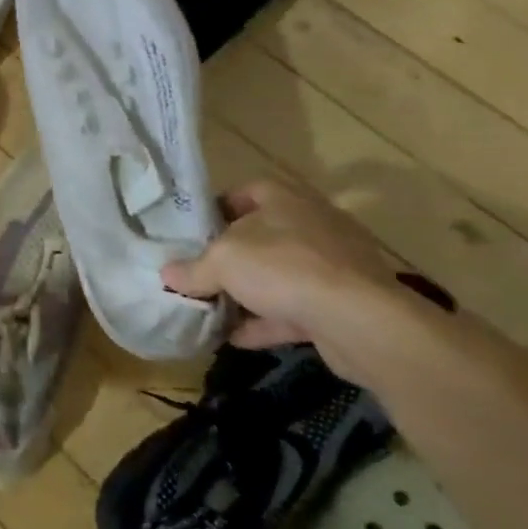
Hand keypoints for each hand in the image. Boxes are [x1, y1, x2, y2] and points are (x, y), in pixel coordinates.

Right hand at [161, 179, 397, 351]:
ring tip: (213, 309)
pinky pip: (294, 309)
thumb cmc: (284, 268)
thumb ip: (192, 268)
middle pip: (263, 234)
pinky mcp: (342, 304)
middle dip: (231, 255)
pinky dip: (266, 322)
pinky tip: (236, 338)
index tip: (194, 230)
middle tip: (199, 270)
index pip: (248, 190)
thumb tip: (168, 275)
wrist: (359, 321)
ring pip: (280, 275)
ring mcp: (332, 266)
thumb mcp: (222, 262)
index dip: (219, 206)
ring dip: (248, 292)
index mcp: (286, 200)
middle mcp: (312, 226)